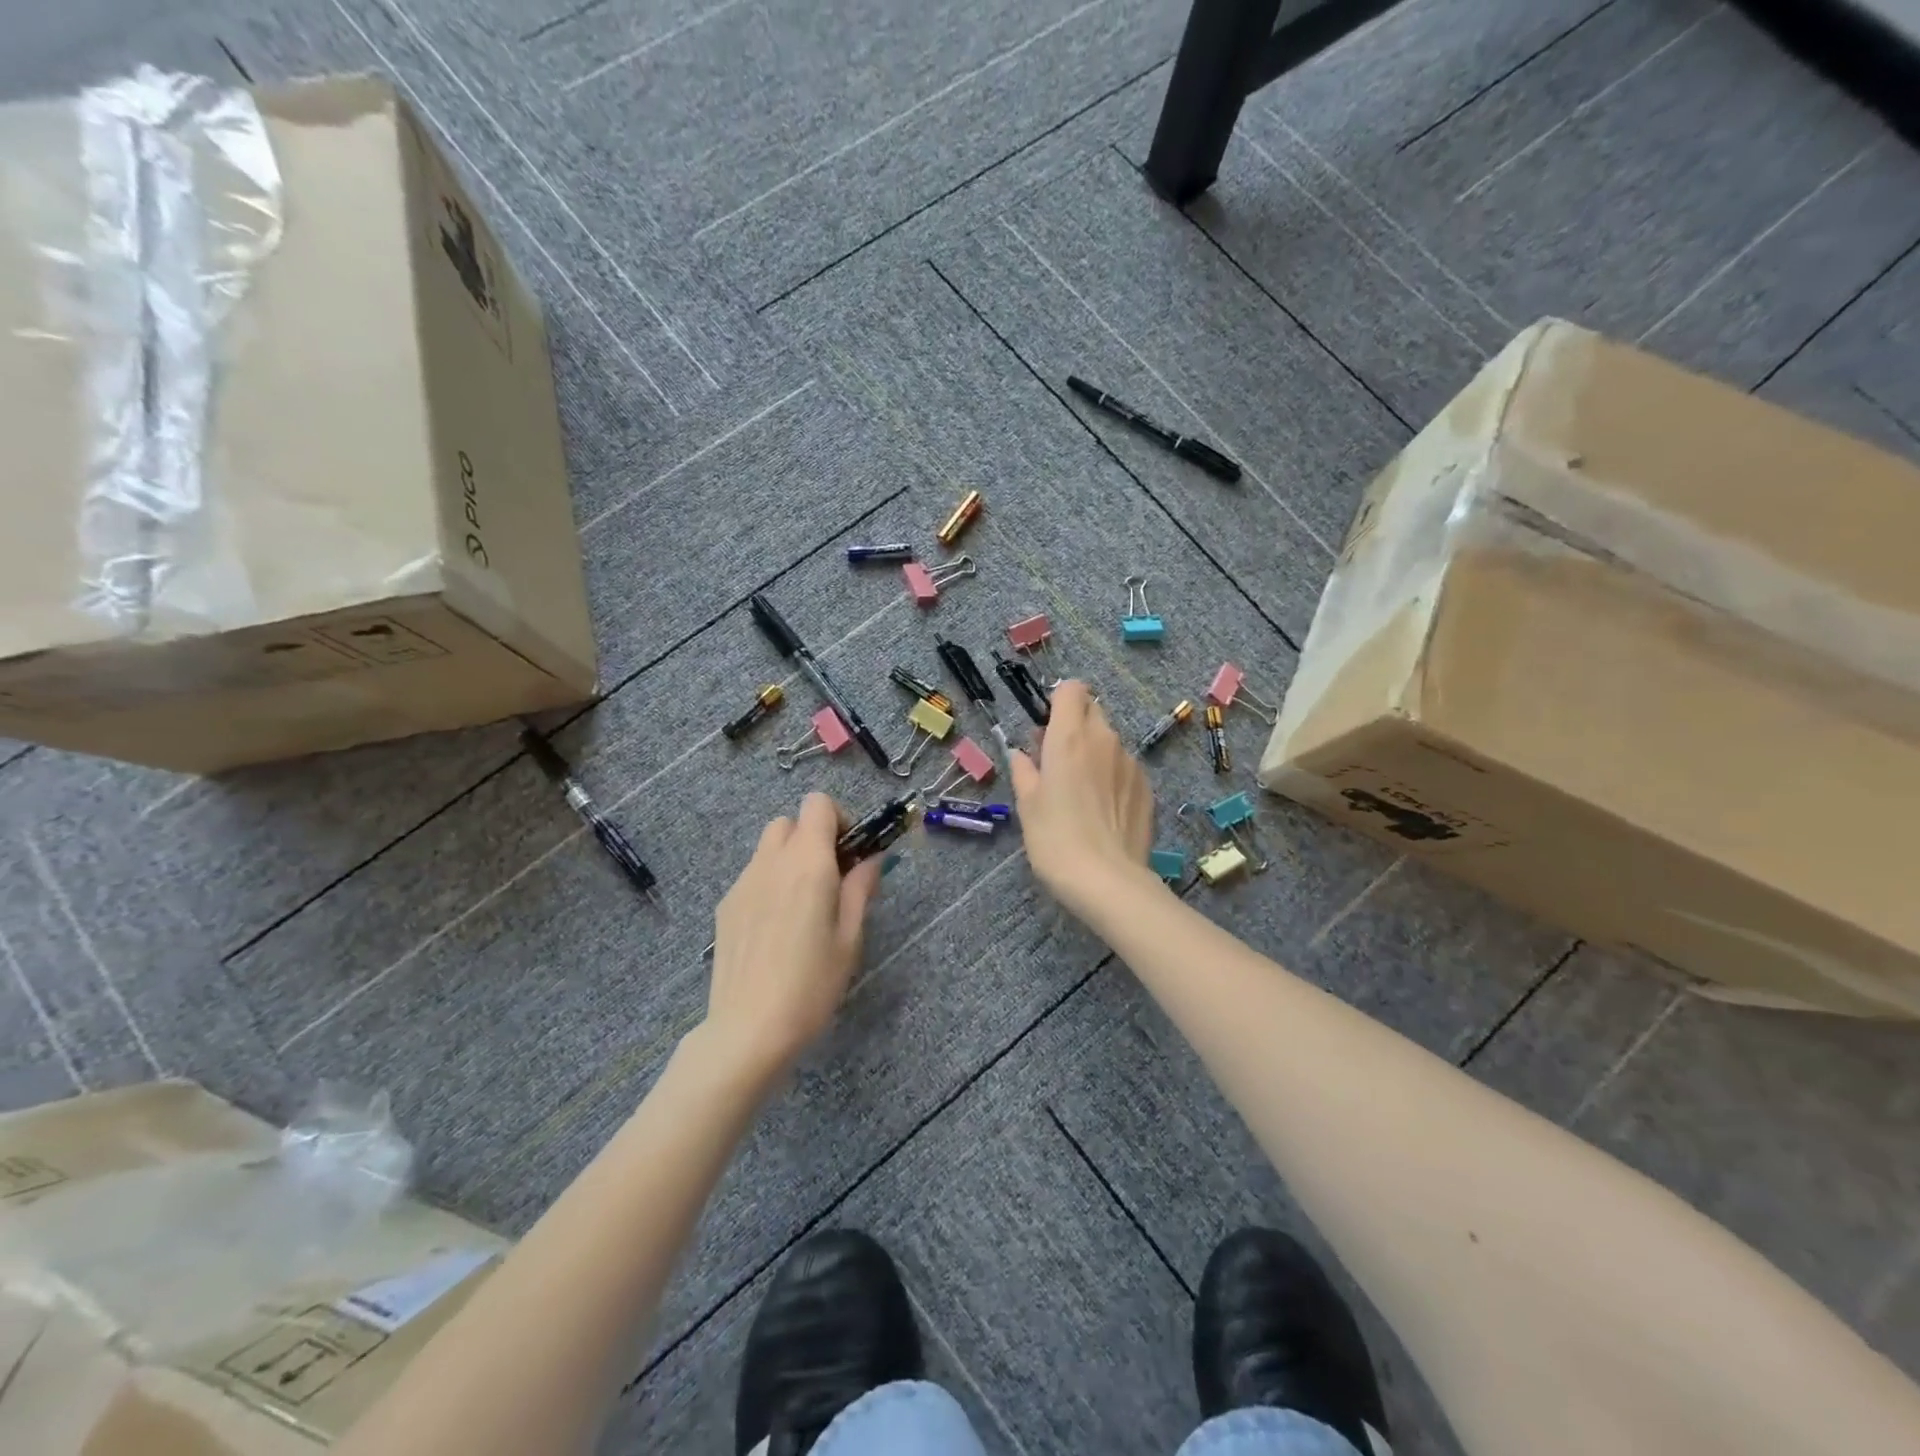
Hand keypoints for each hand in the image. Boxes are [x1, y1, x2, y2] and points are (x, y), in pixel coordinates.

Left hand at [703, 793, 882, 1082]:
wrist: (748, 1029)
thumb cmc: (812, 984)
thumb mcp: (850, 938)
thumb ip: (861, 889)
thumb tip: (872, 859)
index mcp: (807, 863)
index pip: (817, 803)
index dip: (839, 818)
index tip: (850, 854)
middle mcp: (770, 862)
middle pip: (789, 821)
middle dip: (812, 837)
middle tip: (830, 878)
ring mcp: (742, 883)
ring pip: (767, 847)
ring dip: (789, 859)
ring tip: (803, 906)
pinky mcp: (725, 906)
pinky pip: (753, 875)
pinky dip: (770, 882)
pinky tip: (777, 929)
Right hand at [1010, 681, 1159, 919]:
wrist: (1107, 880)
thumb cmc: (1055, 838)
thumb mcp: (1027, 804)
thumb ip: (1024, 770)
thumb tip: (1021, 754)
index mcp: (1069, 737)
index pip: (1071, 689)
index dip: (1057, 701)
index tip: (1046, 727)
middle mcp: (1104, 739)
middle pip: (1091, 710)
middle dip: (1074, 724)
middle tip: (1056, 760)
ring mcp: (1130, 762)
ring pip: (1109, 740)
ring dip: (1094, 752)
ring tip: (1080, 792)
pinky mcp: (1147, 786)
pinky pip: (1125, 766)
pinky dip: (1112, 775)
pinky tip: (1103, 810)